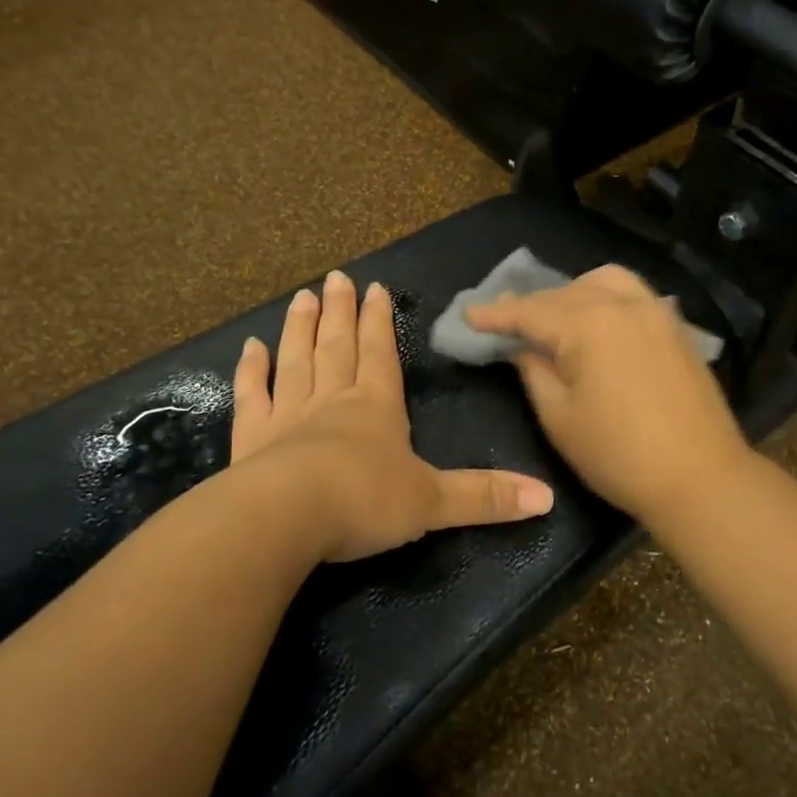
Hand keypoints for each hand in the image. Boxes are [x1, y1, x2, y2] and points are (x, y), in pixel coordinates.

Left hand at [231, 271, 554, 562]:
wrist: (286, 518)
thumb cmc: (365, 502)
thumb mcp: (434, 502)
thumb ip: (486, 497)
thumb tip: (547, 498)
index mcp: (377, 407)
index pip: (381, 354)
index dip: (381, 322)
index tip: (376, 288)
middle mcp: (333, 400)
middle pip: (338, 346)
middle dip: (340, 312)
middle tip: (335, 278)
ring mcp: (288, 415)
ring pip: (297, 360)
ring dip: (299, 328)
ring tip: (302, 296)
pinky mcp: (252, 438)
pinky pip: (252, 396)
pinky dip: (250, 370)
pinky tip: (249, 347)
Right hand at [463, 265, 753, 523]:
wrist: (700, 477)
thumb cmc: (618, 455)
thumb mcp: (559, 417)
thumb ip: (533, 371)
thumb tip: (521, 347)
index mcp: (589, 325)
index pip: (530, 311)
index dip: (496, 314)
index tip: (468, 314)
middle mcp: (623, 305)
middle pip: (565, 293)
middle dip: (531, 305)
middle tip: (505, 320)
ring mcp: (656, 312)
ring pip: (604, 283)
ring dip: (572, 293)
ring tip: (555, 318)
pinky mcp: (677, 328)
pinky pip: (634, 296)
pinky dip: (607, 298)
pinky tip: (600, 323)